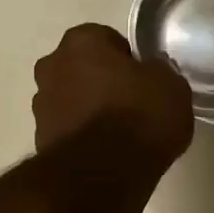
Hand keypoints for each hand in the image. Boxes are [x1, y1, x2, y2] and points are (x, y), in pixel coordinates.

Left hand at [33, 24, 193, 167]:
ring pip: (72, 98)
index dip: (128, 59)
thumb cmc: (140, 117)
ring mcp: (41, 104)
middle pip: (83, 67)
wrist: (103, 174)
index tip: (145, 80)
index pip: (106, 38)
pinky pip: (69, 129)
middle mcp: (53, 66)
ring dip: (90, 109)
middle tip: (133, 104)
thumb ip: (161, 72)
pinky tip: (107, 153)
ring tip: (120, 134)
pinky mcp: (40, 140)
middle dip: (102, 81)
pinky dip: (84, 136)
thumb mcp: (173, 88)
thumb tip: (153, 71)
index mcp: (82, 42)